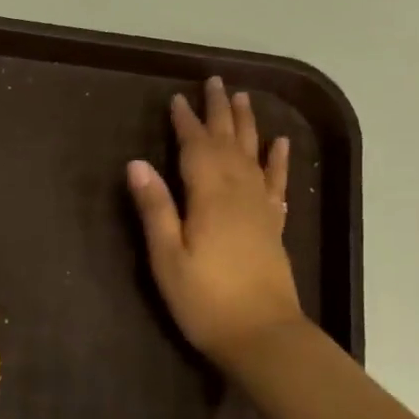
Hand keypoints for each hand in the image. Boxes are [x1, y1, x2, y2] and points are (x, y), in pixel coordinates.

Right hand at [127, 76, 303, 375]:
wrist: (262, 336)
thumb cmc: (205, 301)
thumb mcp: (167, 257)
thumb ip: (155, 208)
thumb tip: (137, 164)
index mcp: (210, 198)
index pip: (197, 148)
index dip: (186, 123)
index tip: (177, 99)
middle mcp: (239, 193)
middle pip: (229, 143)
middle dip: (219, 112)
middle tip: (215, 81)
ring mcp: (261, 209)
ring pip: (254, 155)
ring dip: (248, 126)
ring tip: (244, 99)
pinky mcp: (272, 226)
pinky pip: (275, 183)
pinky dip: (278, 160)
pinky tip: (280, 144)